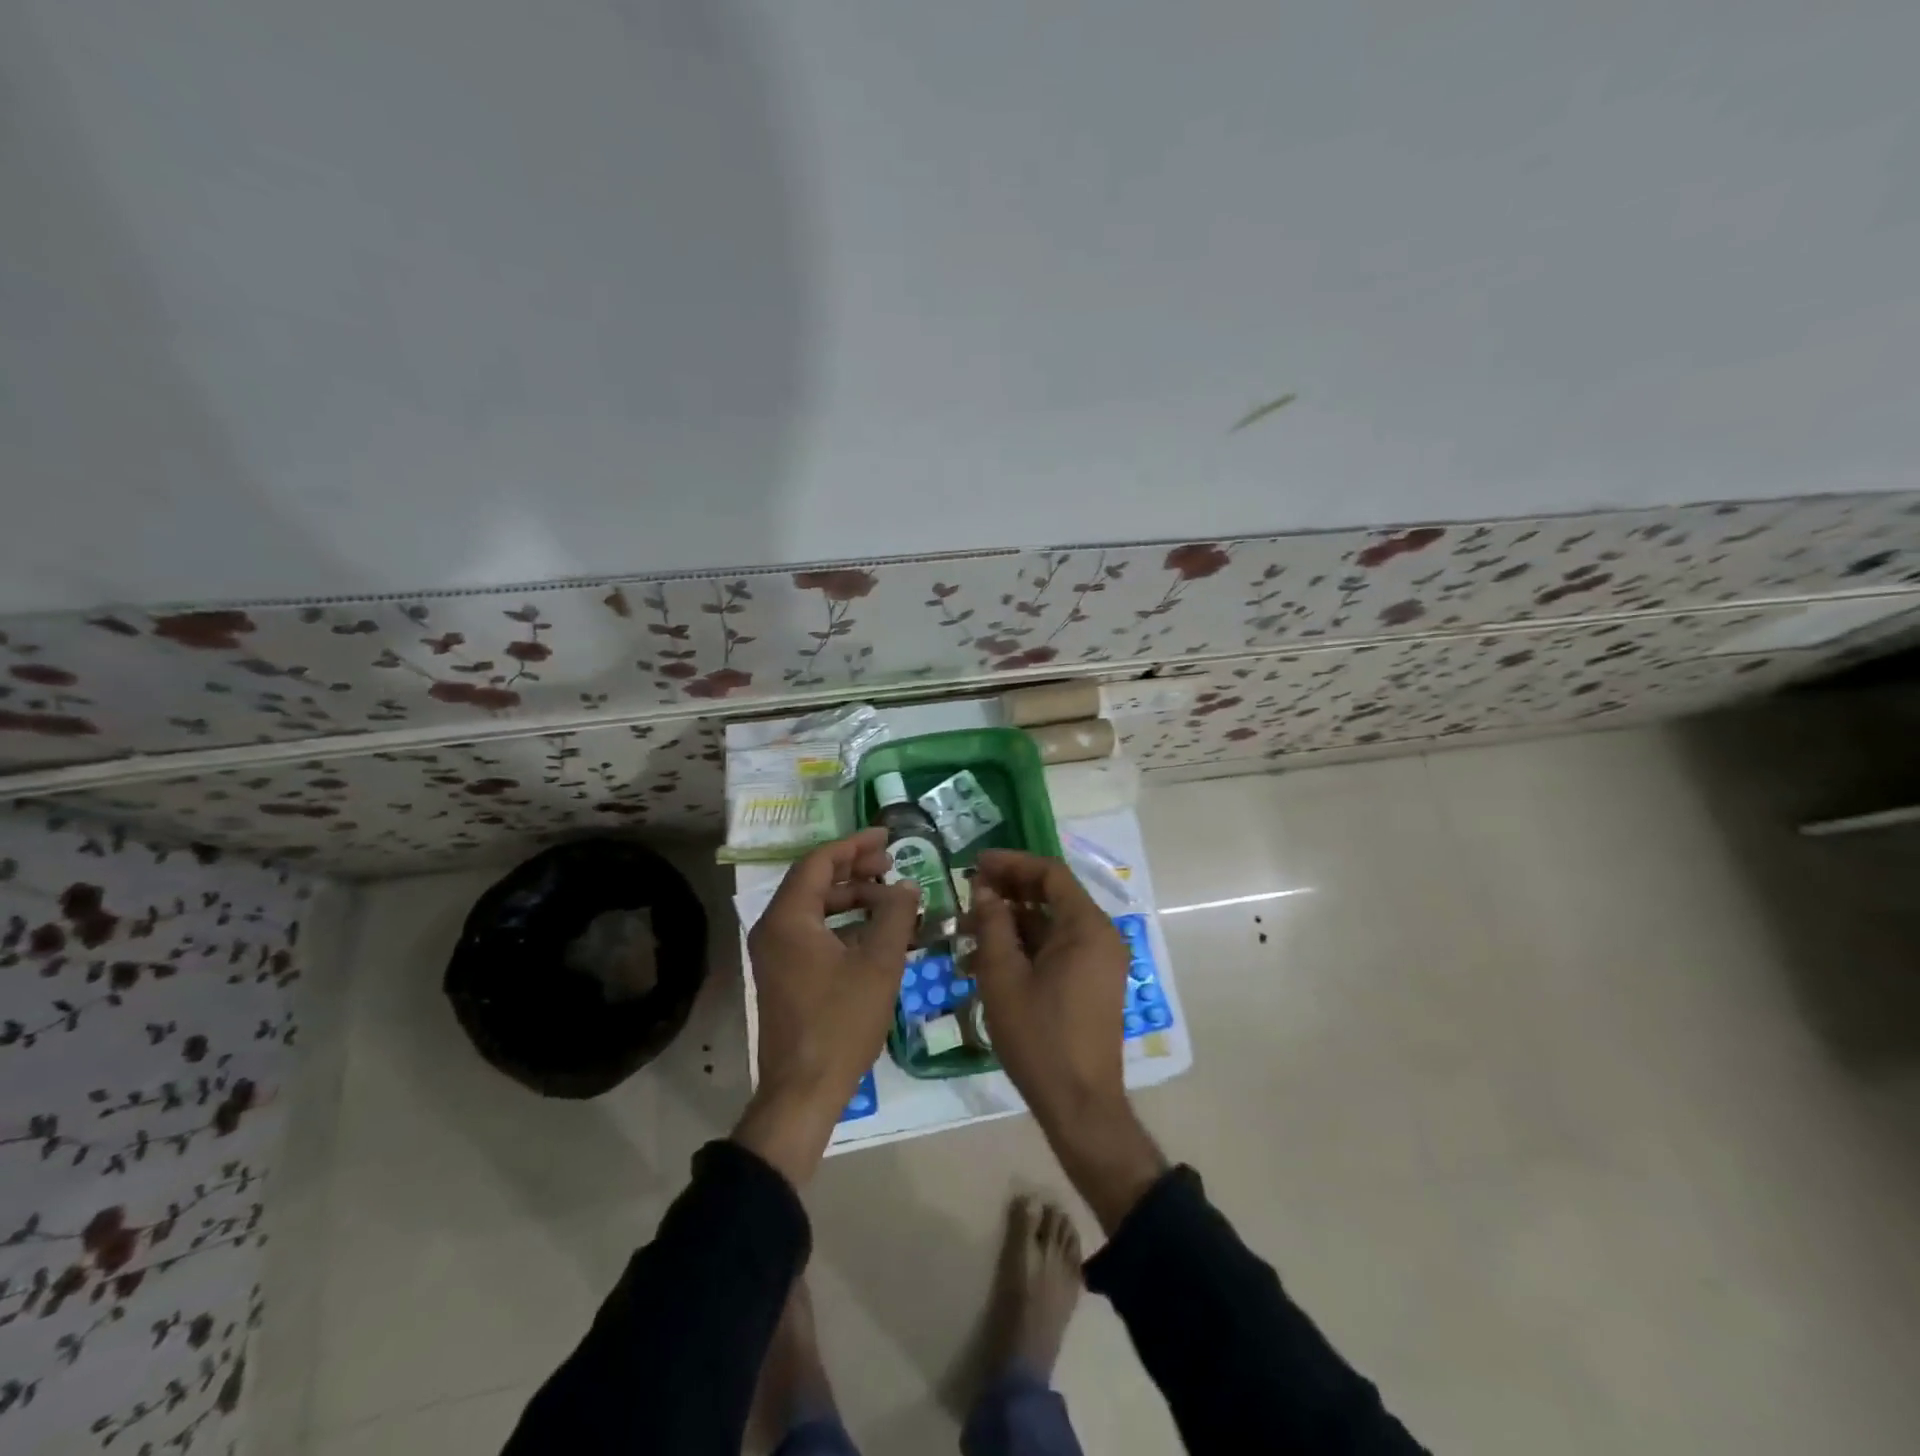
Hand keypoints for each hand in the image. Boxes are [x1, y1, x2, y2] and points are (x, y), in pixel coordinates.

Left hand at [735, 829, 919, 1185]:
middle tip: (893, 865)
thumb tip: (907, 885)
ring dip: (852, 898)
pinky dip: (844, 925)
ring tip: (891, 899)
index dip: (855, 845)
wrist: (802, 1091)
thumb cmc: (841, 1022)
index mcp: (789, 918)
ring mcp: (775, 954)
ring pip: (815, 909)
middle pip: (815, 882)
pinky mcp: (784, 975)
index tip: (887, 837)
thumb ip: (895, 915)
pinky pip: (813, 933)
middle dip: (855, 870)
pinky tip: (876, 933)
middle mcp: (774, 929)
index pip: (819, 862)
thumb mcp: (878, 964)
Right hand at [970, 849, 1131, 1125]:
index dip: (1011, 863)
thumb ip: (992, 924)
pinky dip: (1025, 946)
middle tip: (968, 892)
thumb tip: (983, 888)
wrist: (1079, 1104)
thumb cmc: (1039, 1037)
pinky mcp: (1091, 982)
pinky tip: (987, 958)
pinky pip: (1057, 949)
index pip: (1050, 873)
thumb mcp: (1004, 976)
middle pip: (1052, 895)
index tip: (975, 864)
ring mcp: (1098, 961)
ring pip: (1050, 924)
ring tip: (967, 928)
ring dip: (1011, 921)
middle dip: (1008, 890)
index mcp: (1087, 927)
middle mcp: (1100, 936)